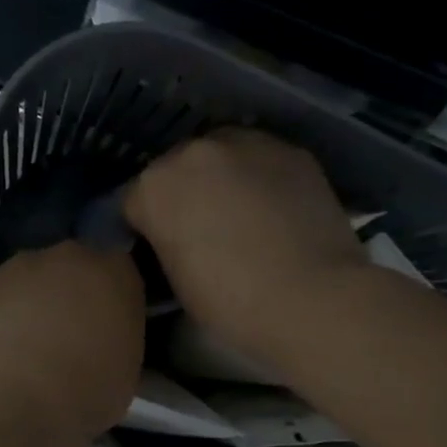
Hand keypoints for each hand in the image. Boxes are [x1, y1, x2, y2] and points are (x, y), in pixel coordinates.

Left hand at [0, 242, 144, 446]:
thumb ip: (118, 339)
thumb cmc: (90, 387)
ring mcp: (18, 267)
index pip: (118, 272)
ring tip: (26, 349)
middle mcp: (68, 256)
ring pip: (27, 281)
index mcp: (115, 270)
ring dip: (29, 304)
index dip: (109, 298)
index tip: (105, 326)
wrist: (22, 395)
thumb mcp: (127, 369)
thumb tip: (102, 343)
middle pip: (70, 268)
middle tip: (66, 336)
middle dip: (68, 294)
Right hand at [125, 130, 362, 368]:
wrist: (312, 299)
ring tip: (240, 215)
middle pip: (176, 168)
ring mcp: (247, 143)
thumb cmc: (231, 303)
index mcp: (154, 186)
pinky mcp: (292, 150)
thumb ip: (164, 240)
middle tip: (201, 229)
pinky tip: (273, 210)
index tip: (159, 247)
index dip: (145, 226)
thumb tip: (173, 234)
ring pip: (221, 156)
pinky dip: (260, 179)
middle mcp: (194, 150)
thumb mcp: (175, 277)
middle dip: (183, 193)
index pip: (134, 200)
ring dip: (222, 178)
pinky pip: (261, 161)